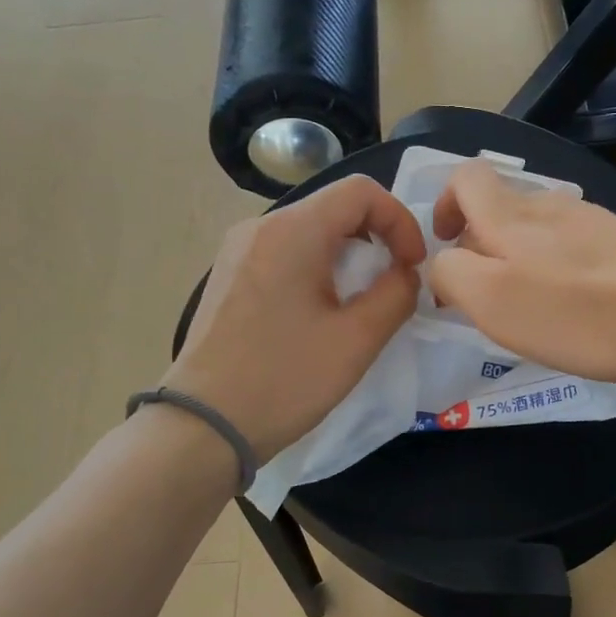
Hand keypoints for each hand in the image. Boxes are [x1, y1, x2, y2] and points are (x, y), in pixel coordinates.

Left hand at [162, 176, 426, 458]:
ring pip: (309, 232)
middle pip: (334, 208)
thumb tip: (404, 274)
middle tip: (392, 286)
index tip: (413, 267)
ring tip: (359, 305)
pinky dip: (316, 270)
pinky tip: (319, 315)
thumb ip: (396, 294)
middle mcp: (260, 227)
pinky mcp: (228, 277)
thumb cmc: (284, 380)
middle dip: (376, 240)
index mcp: (293, 231)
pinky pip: (284, 255)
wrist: (202, 425)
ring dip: (347, 258)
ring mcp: (238, 251)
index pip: (361, 191)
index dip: (400, 221)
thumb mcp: (357, 340)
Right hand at [428, 160, 615, 385]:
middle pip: (502, 208)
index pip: (465, 177)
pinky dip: (560, 274)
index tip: (447, 247)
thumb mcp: (490, 299)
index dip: (445, 204)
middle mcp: (550, 205)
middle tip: (485, 298)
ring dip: (522, 263)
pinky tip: (577, 311)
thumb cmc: (575, 310)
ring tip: (532, 311)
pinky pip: (576, 251)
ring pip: (539, 231)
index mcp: (508, 214)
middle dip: (482, 246)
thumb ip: (451, 274)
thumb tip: (444, 264)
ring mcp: (594, 222)